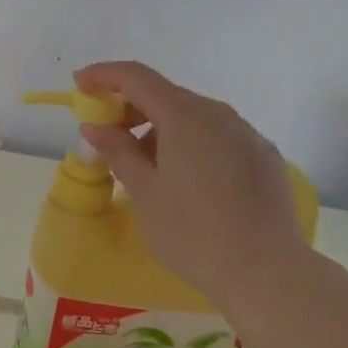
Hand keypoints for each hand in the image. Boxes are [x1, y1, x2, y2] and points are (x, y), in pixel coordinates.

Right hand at [75, 61, 307, 307]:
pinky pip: (218, 138)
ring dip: (162, 130)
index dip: (103, 75)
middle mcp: (218, 114)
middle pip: (166, 95)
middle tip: (108, 137)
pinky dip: (192, 145)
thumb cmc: (193, 233)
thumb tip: (95, 126)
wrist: (268, 273)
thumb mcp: (144, 193)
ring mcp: (246, 134)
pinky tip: (188, 182)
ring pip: (194, 118)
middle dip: (131, 108)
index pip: (136, 77)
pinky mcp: (264, 157)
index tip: (79, 84)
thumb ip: (117, 151)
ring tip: (146, 168)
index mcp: (184, 115)